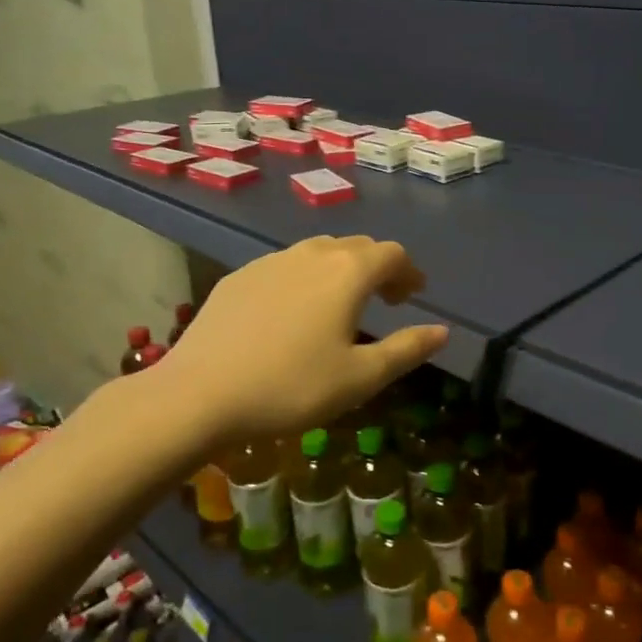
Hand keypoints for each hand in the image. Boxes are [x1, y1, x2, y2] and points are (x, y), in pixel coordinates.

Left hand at [135, 236, 446, 449]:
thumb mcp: (360, 377)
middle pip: (357, 247)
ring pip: (318, 252)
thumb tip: (442, 331)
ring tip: (342, 303)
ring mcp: (270, 262)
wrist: (199, 394)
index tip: (413, 296)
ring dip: (341, 269)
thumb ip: (406, 349)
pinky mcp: (239, 276)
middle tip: (386, 299)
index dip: (409, 272)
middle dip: (379, 267)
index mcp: (348, 273)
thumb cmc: (291, 387)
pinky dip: (305, 278)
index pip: (392, 254)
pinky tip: (293, 312)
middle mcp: (312, 254)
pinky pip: (285, 266)